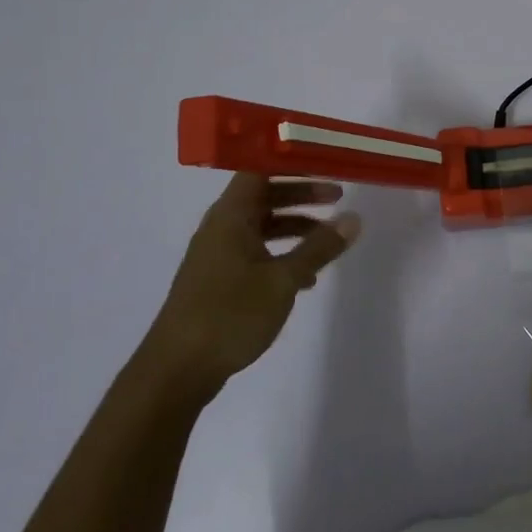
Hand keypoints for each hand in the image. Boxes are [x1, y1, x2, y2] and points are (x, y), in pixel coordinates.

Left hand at [136, 173, 360, 407]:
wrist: (177, 371)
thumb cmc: (229, 314)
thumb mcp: (283, 280)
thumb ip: (319, 247)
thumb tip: (354, 218)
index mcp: (230, 216)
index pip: (259, 169)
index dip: (291, 161)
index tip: (323, 160)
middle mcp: (221, 228)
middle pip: (264, 196)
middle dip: (301, 194)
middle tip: (338, 195)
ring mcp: (218, 255)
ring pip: (262, 226)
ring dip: (295, 226)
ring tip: (329, 238)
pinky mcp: (218, 281)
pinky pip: (256, 252)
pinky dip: (281, 254)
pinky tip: (305, 279)